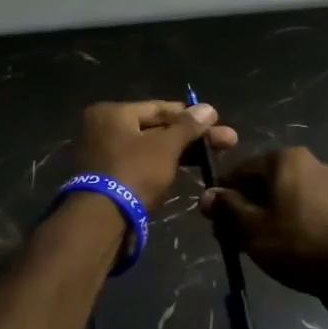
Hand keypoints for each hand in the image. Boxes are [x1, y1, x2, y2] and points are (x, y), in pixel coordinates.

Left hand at [74, 100, 238, 213]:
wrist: (101, 220)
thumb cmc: (134, 172)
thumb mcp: (165, 147)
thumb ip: (187, 127)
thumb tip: (208, 108)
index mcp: (111, 113)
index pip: (159, 108)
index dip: (191, 116)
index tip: (219, 122)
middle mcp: (102, 128)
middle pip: (155, 128)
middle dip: (190, 137)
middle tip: (226, 142)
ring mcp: (103, 155)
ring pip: (149, 149)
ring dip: (179, 153)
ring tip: (211, 158)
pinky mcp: (107, 179)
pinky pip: (140, 165)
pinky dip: (161, 167)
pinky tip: (186, 171)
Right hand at [199, 148, 327, 300]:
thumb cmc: (296, 243)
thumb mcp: (251, 227)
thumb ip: (226, 208)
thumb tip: (207, 196)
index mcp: (285, 158)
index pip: (240, 170)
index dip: (223, 196)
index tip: (214, 222)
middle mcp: (308, 162)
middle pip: (262, 183)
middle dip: (244, 208)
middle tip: (232, 238)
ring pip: (282, 197)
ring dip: (264, 216)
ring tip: (255, 246)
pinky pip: (301, 208)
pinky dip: (287, 222)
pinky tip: (281, 246)